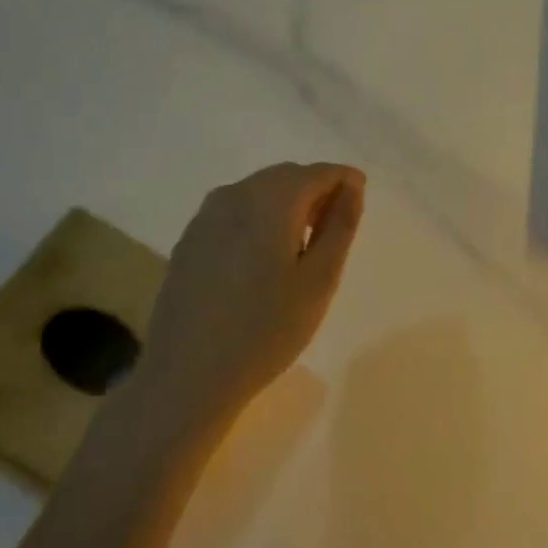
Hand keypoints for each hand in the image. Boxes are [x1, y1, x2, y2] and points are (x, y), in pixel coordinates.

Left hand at [140, 161, 364, 420]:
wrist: (187, 375)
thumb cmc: (266, 329)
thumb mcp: (319, 280)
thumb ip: (340, 225)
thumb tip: (352, 186)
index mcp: (270, 201)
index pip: (318, 172)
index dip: (344, 181)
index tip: (360, 201)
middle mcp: (234, 195)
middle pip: (286, 177)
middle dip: (316, 191)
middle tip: (335, 228)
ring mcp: (206, 217)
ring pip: (259, 192)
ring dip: (287, 205)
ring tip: (303, 246)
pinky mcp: (190, 239)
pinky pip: (235, 211)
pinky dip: (259, 219)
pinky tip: (264, 259)